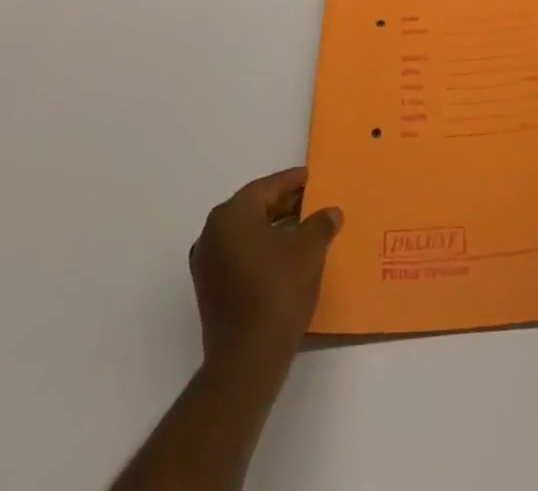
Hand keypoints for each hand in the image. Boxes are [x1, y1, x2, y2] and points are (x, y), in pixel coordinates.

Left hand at [189, 167, 341, 372]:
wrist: (246, 361)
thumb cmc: (277, 293)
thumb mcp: (309, 251)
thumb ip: (321, 224)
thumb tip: (330, 213)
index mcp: (231, 215)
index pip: (266, 187)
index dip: (292, 181)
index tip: (311, 178)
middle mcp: (212, 233)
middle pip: (254, 207)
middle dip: (284, 204)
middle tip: (312, 201)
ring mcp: (207, 263)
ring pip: (246, 232)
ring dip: (273, 227)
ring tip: (304, 228)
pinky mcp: (210, 289)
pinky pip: (239, 254)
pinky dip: (261, 249)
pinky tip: (285, 256)